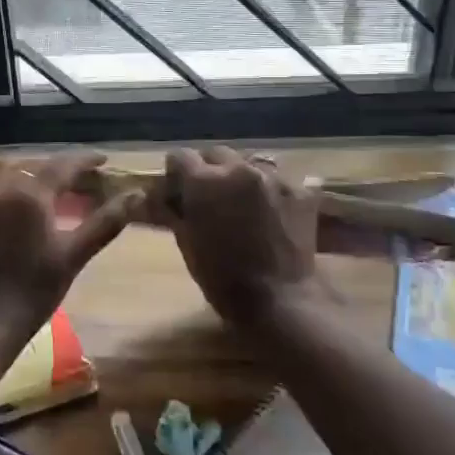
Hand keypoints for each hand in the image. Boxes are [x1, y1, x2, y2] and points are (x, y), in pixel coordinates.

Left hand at [0, 153, 141, 344]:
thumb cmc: (31, 293)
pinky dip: (13, 191)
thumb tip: (136, 195)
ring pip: (8, 175)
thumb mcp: (72, 257)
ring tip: (54, 193)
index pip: (62, 166)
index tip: (104, 160)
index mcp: (28, 194)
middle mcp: (0, 190)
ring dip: (32, 175)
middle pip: (34, 166)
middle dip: (59, 168)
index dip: (85, 161)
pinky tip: (26, 214)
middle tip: (82, 181)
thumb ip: (105, 222)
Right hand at [162, 146, 325, 321]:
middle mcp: (238, 169)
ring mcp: (273, 177)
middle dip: (209, 171)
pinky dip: (269, 192)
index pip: (180, 156)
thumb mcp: (187, 242)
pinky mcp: (299, 190)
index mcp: (204, 181)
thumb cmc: (222, 277)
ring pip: (249, 163)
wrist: (279, 300)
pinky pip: (277, 180)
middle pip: (216, 154)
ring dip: (240, 178)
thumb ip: (172, 211)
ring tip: (242, 204)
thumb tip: (155, 197)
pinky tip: (269, 214)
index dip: (176, 172)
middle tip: (210, 197)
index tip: (178, 189)